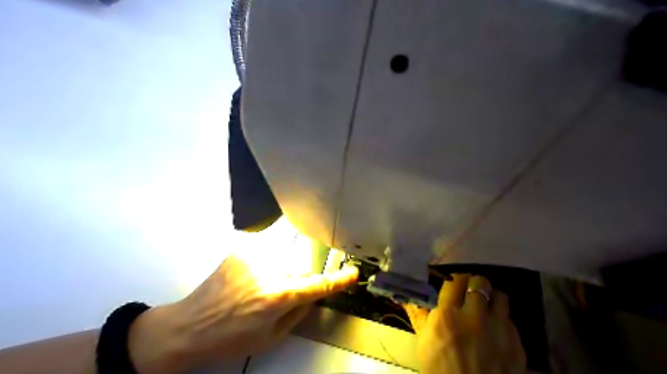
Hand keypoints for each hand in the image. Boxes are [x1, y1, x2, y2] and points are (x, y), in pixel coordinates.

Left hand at [122, 253, 356, 372]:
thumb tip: (313, 294)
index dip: (339, 280)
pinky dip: (268, 261)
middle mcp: (269, 271)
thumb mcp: (271, 337)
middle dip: (299, 280)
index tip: (353, 273)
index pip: (318, 284)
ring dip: (282, 271)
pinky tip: (251, 277)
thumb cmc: (230, 339)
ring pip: (286, 257)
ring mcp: (254, 256)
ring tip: (259, 288)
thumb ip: (298, 312)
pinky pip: (268, 249)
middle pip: (301, 268)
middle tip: (280, 296)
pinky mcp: (242, 249)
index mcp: (277, 297)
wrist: (189, 326)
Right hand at [404, 273, 528, 373]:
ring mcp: (499, 331)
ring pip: (501, 297)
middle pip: (480, 282)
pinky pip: (511, 321)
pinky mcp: (517, 345)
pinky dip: (502, 321)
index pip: (455, 280)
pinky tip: (495, 331)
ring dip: (491, 299)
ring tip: (485, 308)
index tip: (453, 283)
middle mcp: (475, 318)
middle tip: (469, 293)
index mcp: (447, 316)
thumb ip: (418, 314)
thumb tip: (406, 295)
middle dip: (474, 284)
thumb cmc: (439, 371)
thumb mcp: (423, 342)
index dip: (454, 279)